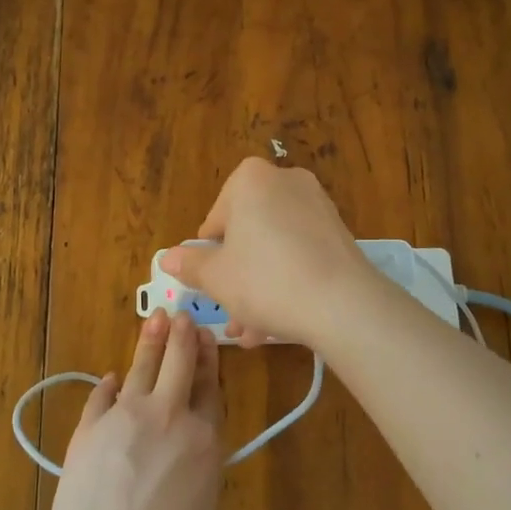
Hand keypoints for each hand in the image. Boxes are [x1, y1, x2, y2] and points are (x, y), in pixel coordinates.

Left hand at [48, 310, 224, 509]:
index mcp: (204, 443)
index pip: (211, 389)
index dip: (209, 361)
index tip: (206, 337)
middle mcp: (167, 419)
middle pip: (178, 365)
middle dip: (182, 336)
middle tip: (181, 315)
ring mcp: (124, 419)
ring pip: (141, 368)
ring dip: (150, 342)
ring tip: (155, 318)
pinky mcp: (88, 430)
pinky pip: (101, 397)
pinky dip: (108, 386)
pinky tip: (111, 378)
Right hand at [160, 158, 374, 348]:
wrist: (342, 303)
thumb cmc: (265, 280)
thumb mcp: (216, 277)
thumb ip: (191, 264)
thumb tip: (168, 258)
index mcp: (250, 179)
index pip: (215, 219)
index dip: (210, 256)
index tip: (213, 285)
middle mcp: (285, 180)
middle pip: (247, 233)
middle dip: (237, 276)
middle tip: (231, 313)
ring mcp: (317, 205)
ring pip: (274, 248)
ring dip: (259, 286)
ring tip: (253, 330)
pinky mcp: (338, 231)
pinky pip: (300, 253)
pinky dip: (287, 280)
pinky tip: (280, 320)